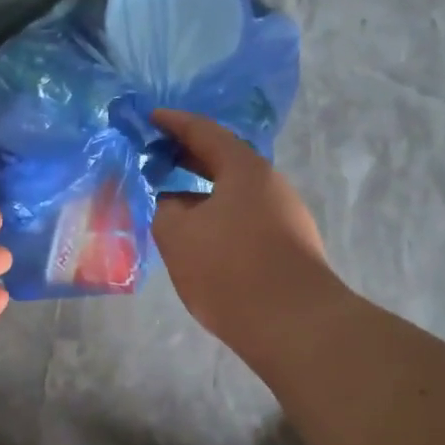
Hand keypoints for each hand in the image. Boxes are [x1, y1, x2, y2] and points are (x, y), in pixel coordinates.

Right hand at [152, 110, 342, 369]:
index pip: (204, 131)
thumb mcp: (178, 235)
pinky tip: (198, 233)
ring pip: (233, 190)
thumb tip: (173, 202)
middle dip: (186, 155)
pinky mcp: (287, 245)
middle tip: (153, 155)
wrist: (295, 326)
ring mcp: (284, 215)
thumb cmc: (230, 269)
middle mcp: (270, 184)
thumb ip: (165, 208)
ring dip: (201, 189)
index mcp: (244, 169)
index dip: (173, 122)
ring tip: (169, 196)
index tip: (148, 117)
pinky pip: (243, 214)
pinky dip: (216, 212)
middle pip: (223, 159)